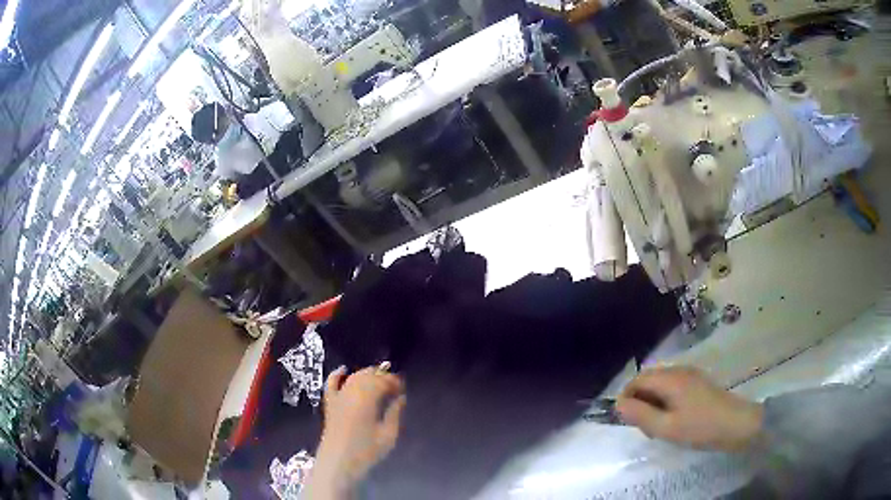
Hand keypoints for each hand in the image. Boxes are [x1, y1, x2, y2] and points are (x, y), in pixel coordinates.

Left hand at [305, 366, 406, 498]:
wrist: (338, 462)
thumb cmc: (366, 451)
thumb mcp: (388, 435)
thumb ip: (394, 413)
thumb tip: (400, 398)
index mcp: (367, 399)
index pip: (382, 381)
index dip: (394, 381)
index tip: (402, 388)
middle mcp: (351, 392)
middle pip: (368, 375)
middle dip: (382, 376)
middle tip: (394, 386)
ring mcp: (338, 396)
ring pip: (353, 377)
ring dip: (366, 375)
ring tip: (378, 381)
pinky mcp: (329, 403)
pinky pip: (331, 383)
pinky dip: (337, 375)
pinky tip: (343, 370)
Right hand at [616, 366, 763, 451]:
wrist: (738, 425)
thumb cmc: (701, 427)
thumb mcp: (666, 427)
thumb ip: (640, 415)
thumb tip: (618, 404)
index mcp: (670, 378)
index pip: (637, 380)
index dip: (627, 398)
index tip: (629, 422)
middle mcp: (679, 371)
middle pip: (648, 380)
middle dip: (640, 402)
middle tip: (646, 428)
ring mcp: (691, 376)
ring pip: (661, 385)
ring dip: (653, 404)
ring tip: (660, 428)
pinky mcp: (699, 384)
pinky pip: (673, 388)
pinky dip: (666, 403)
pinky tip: (674, 421)